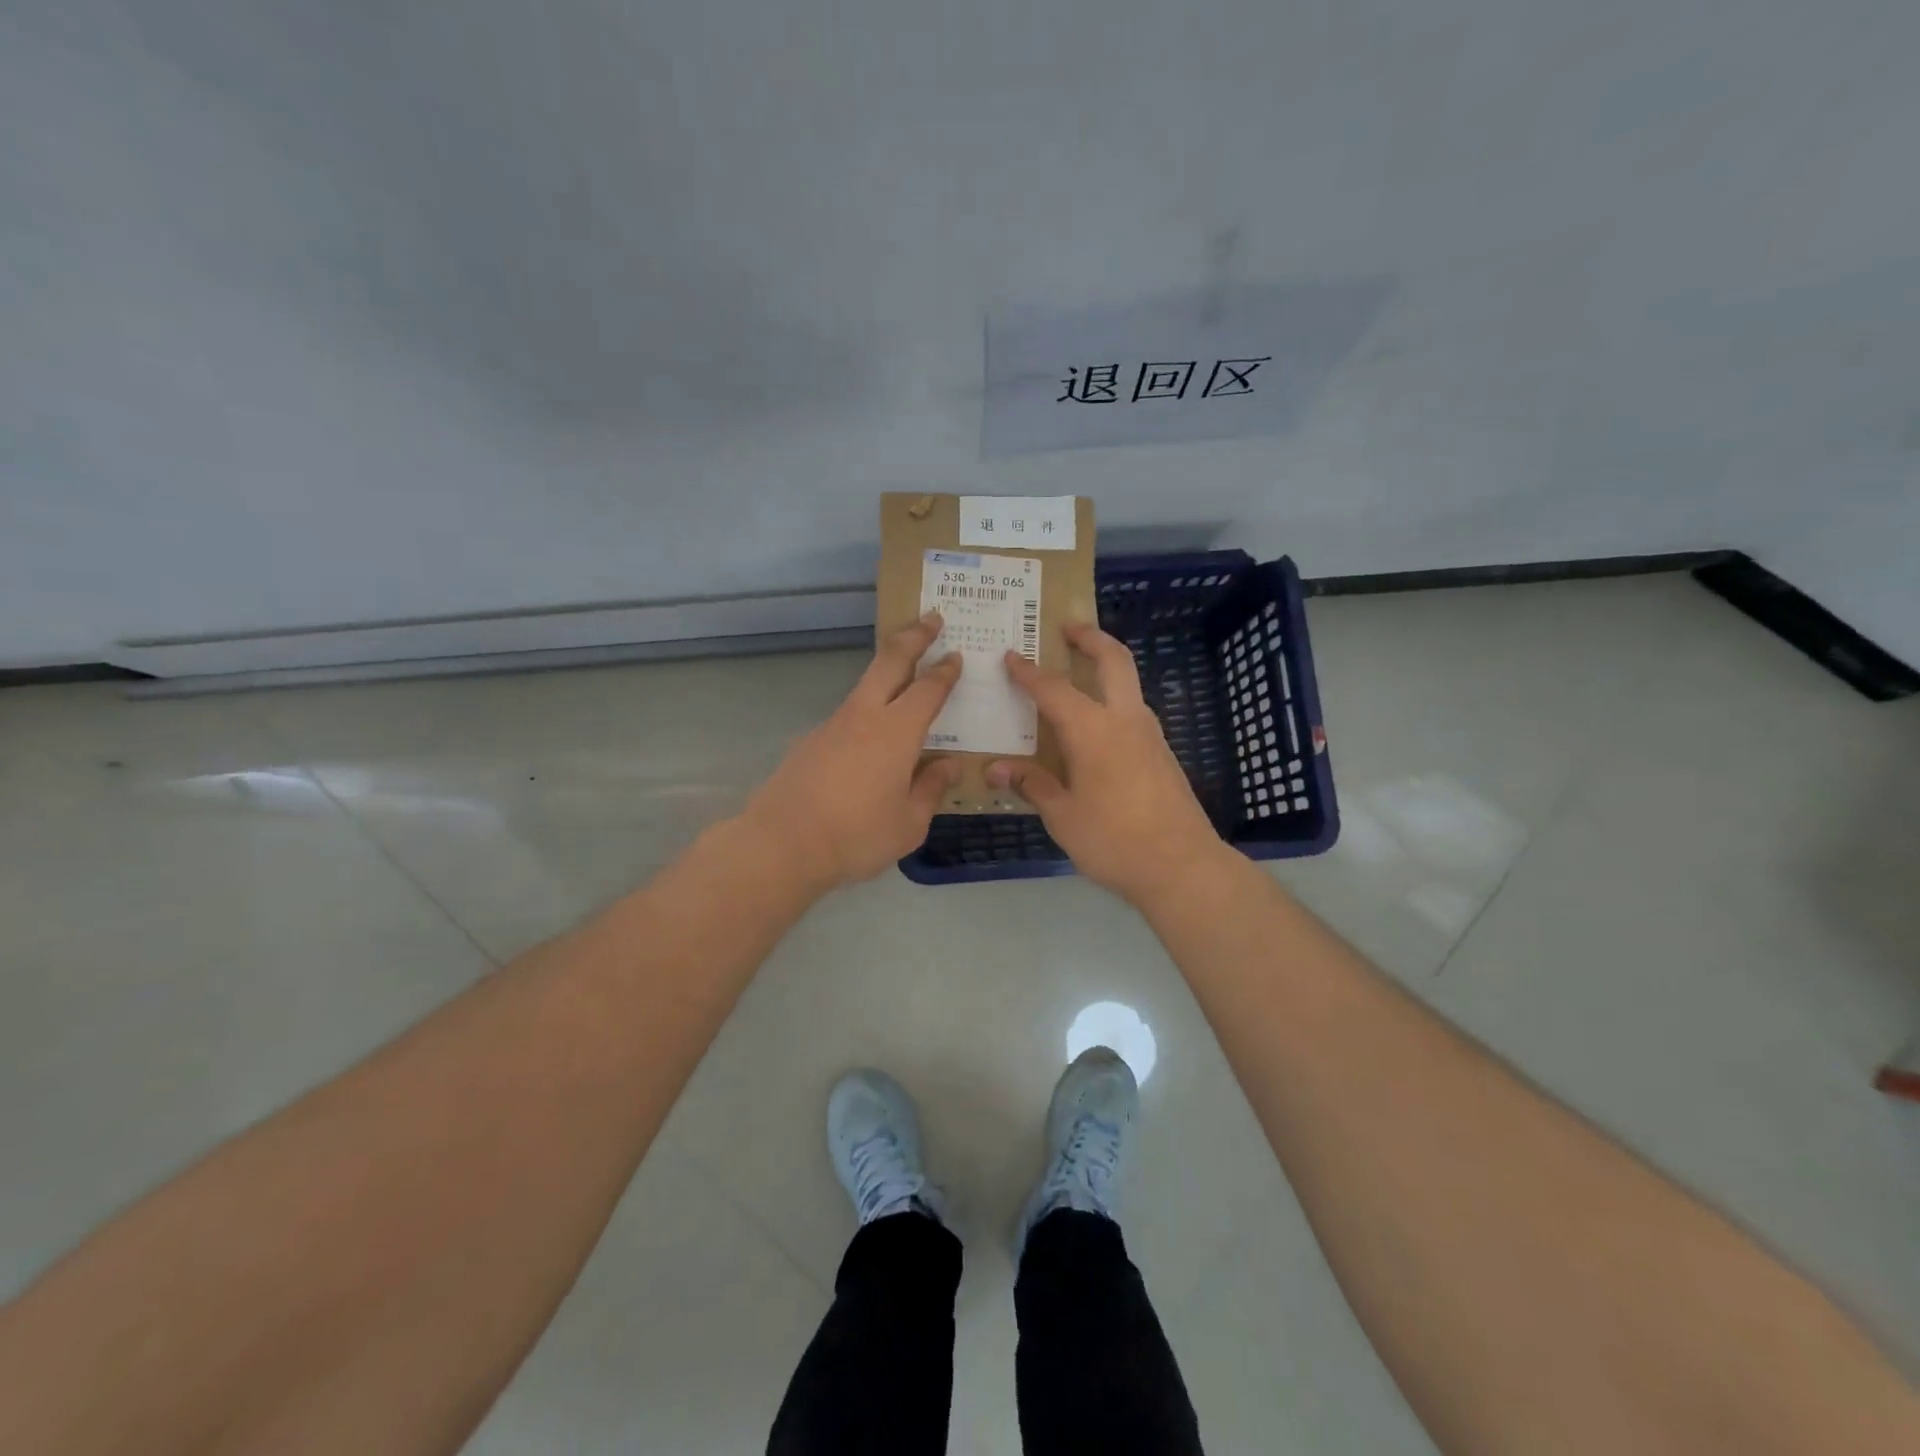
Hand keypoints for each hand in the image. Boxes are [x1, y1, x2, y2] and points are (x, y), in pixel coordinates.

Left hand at [742, 612, 963, 891]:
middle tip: (931, 617)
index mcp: (896, 731)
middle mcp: (864, 716)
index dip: (945, 671)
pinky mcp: (810, 741)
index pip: (928, 689)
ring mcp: (832, 725)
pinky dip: (867, 714)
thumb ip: (931, 789)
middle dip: (913, 636)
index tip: (956, 655)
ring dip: (888, 672)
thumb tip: (949, 766)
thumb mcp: (909, 823)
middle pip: (890, 661)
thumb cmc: (856, 836)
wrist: (781, 844)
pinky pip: (848, 717)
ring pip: (865, 687)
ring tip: (906, 680)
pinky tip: (870, 742)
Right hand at [987, 623, 1221, 903]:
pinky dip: (1113, 700)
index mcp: (1093, 729)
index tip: (1011, 655)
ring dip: (1106, 668)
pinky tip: (1096, 727)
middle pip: (1113, 660)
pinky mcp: (1163, 754)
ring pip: (1129, 684)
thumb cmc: (1113, 839)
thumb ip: (1032, 785)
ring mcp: (1150, 735)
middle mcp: (1125, 720)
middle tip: (1068, 627)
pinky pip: (1133, 712)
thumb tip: (994, 769)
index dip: (1029, 672)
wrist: (1182, 866)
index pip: (1054, 689)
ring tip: (1078, 674)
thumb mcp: (1062, 815)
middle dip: (1091, 637)